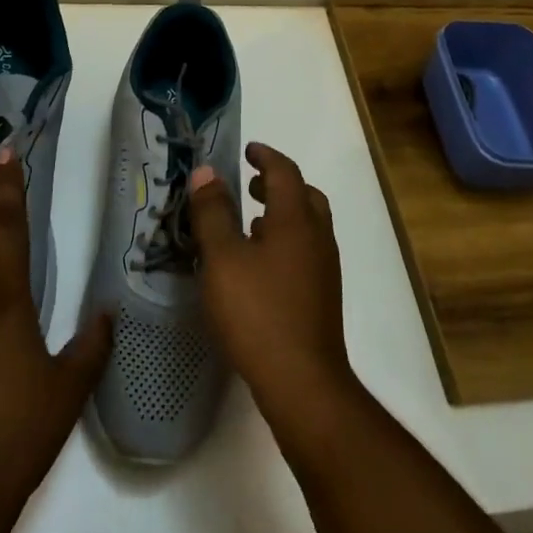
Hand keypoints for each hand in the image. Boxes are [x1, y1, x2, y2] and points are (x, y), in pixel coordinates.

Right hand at [188, 143, 354, 445]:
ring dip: (282, 214)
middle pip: (305, 196)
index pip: (285, 172)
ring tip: (250, 223)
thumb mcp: (223, 259)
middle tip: (249, 185)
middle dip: (278, 184)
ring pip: (308, 225)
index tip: (248, 150)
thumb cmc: (258, 313)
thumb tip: (208, 171)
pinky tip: (259, 265)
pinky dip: (285, 241)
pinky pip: (305, 251)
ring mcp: (323, 269)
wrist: (303, 383)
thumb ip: (213, 213)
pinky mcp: (321, 296)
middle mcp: (317, 238)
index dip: (266, 156)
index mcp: (296, 220)